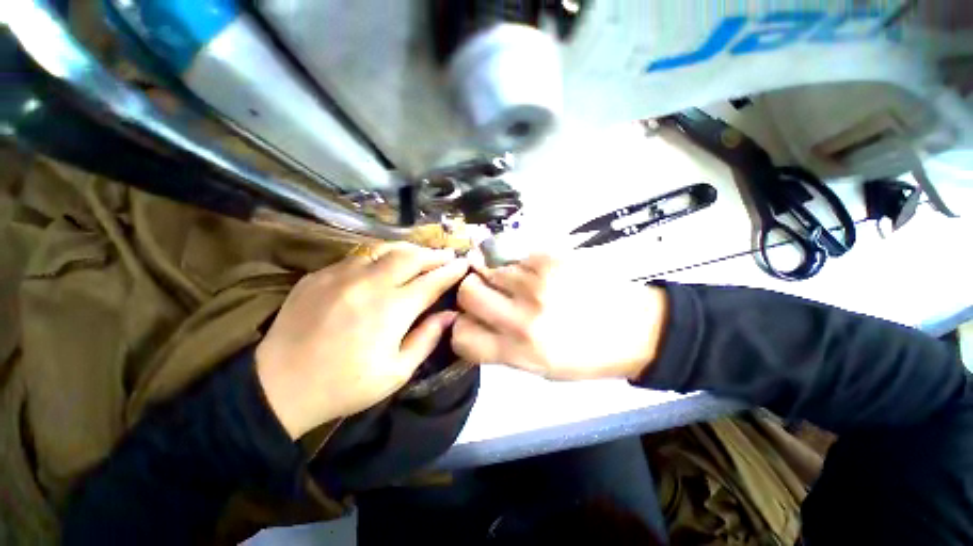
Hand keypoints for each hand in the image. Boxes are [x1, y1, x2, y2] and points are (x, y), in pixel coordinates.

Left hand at [255, 244, 468, 438]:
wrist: (278, 387)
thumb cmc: (345, 385)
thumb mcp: (397, 372)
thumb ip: (427, 338)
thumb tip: (449, 315)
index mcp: (392, 309)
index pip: (432, 281)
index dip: (451, 271)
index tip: (464, 264)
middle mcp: (370, 283)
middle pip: (411, 257)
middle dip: (434, 254)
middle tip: (447, 255)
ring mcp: (342, 275)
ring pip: (385, 249)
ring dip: (409, 250)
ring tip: (421, 254)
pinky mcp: (320, 274)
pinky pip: (358, 257)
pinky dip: (379, 257)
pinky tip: (384, 265)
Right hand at [451, 254, 666, 380]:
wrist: (638, 328)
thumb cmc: (588, 355)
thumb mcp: (542, 368)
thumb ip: (502, 347)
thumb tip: (473, 323)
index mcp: (520, 351)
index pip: (462, 336)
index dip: (460, 327)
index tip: (470, 320)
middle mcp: (523, 317)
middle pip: (467, 291)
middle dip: (470, 292)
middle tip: (487, 293)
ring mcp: (538, 282)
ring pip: (489, 267)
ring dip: (495, 274)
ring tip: (518, 281)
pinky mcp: (552, 257)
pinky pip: (514, 253)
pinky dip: (516, 261)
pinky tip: (534, 270)